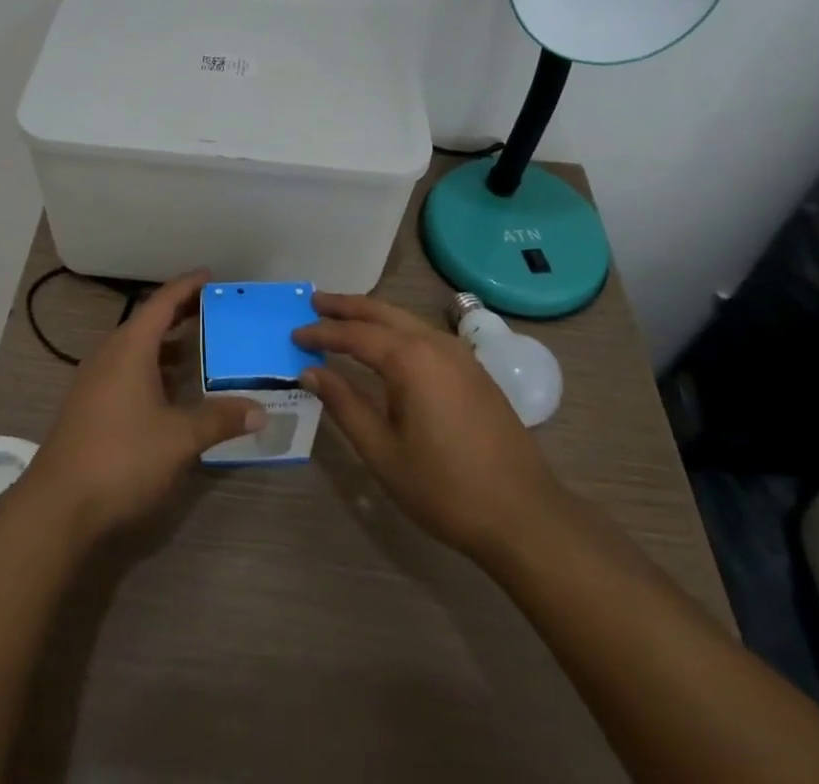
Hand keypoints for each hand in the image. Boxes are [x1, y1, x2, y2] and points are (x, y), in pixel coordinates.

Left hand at [24, 272, 264, 540]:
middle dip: (181, 313)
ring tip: (200, 347)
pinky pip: (127, 370)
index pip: (162, 302)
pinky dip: (153, 368)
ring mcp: (95, 381)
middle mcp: (110, 355)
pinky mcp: (90, 406)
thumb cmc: (121, 458)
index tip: (210, 275)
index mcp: (130, 348)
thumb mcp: (178, 439)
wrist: (57, 507)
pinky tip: (171, 390)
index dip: (187, 286)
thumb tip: (260, 410)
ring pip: (136, 348)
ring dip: (167, 344)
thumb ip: (219, 419)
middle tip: (215, 309)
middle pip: (148, 322)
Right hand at [294, 292, 560, 566]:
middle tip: (315, 302)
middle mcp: (435, 343)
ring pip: (406, 320)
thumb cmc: (445, 488)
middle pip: (382, 312)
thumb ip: (344, 404)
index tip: (294, 334)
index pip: (354, 333)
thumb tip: (310, 371)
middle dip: (346, 306)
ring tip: (343, 319)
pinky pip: (425, 335)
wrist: (524, 516)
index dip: (321, 332)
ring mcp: (460, 354)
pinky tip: (387, 346)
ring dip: (372, 316)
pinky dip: (397, 330)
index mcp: (410, 359)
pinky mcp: (474, 370)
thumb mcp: (383, 451)